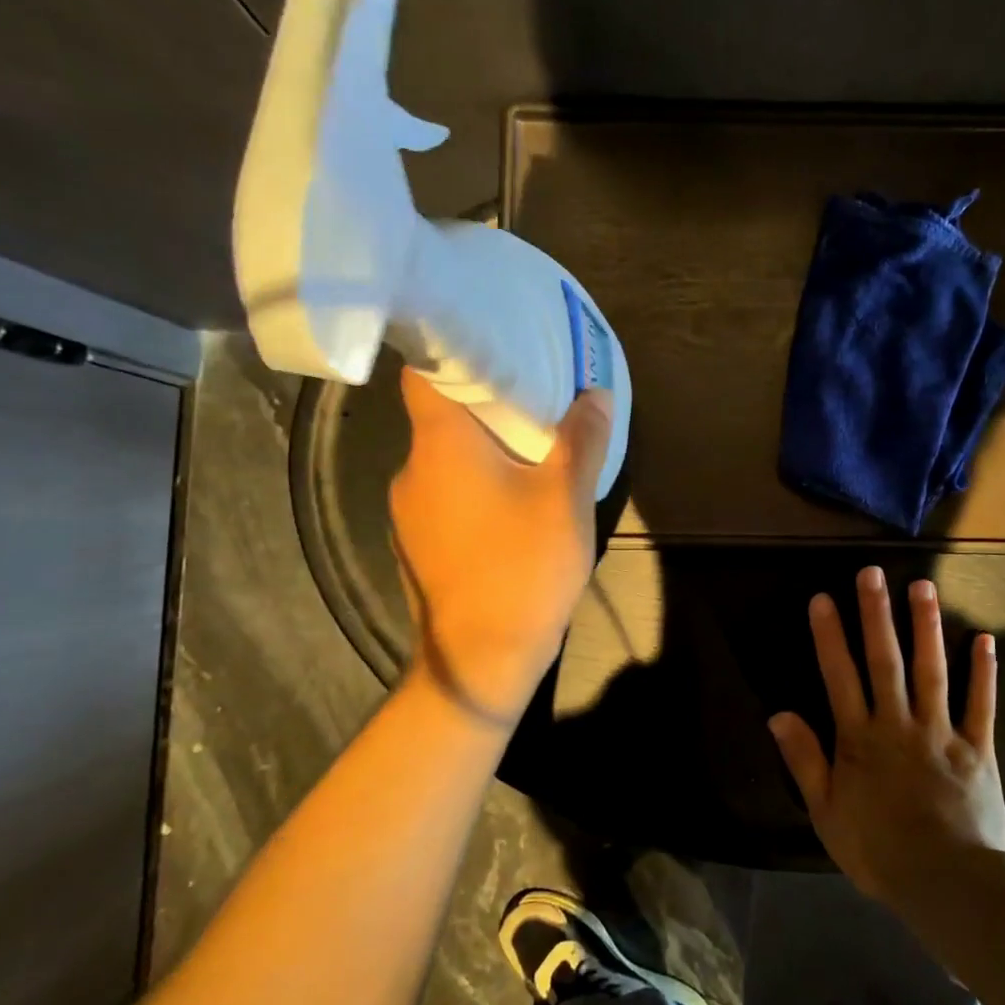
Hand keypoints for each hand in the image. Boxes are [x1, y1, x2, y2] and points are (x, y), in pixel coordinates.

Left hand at [388, 369, 609, 723]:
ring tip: (531, 452)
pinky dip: (474, 487)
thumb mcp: (567, 497)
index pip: (424, 372)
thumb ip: (582, 440)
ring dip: (482, 451)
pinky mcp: (418, 544)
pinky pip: (446, 496)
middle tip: (533, 399)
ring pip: (445, 460)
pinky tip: (511, 506)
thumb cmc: (523, 565)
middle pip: (440, 416)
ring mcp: (409, 511)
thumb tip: (595, 395)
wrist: (480, 658)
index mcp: (441, 444)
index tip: (493, 346)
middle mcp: (413, 469)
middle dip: (485, 405)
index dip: (452, 353)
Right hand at [769, 565, 1004, 907]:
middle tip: (872, 573)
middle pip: (885, 661)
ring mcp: (941, 732)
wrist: (945, 884)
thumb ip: (804, 760)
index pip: (840, 677)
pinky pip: (982, 705)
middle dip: (877, 615)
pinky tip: (985, 639)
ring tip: (923, 587)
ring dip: (927, 627)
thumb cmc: (878, 850)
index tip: (823, 598)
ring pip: (932, 671)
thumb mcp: (826, 812)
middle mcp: (898, 723)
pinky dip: (984, 673)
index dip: (829, 636)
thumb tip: (778, 714)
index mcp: (860, 739)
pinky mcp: (977, 749)